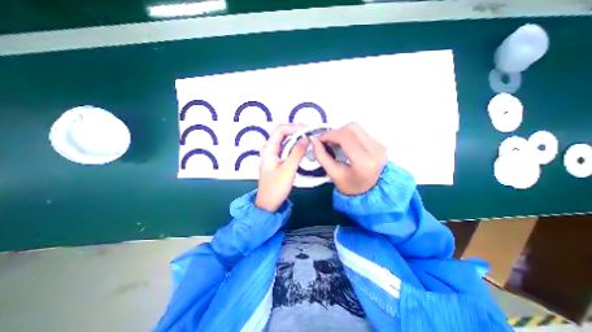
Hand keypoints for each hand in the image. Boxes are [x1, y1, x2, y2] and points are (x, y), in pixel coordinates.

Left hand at [256, 123, 309, 210]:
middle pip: (282, 133)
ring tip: (309, 139)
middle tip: (310, 133)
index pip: (280, 130)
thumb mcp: (288, 169)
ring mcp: (273, 155)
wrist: (268, 203)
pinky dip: (295, 146)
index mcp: (268, 149)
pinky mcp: (277, 160)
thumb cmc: (276, 187)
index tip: (307, 130)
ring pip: (285, 141)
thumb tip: (306, 138)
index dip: (293, 127)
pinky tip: (303, 148)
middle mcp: (269, 149)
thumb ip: (297, 153)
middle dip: (296, 131)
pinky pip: (286, 149)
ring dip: (296, 138)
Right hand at [310, 124, 388, 195]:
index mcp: (364, 162)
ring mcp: (380, 146)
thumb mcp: (333, 174)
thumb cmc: (350, 185)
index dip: (329, 135)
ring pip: (356, 128)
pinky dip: (348, 135)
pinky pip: (361, 132)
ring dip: (341, 133)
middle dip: (335, 132)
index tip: (319, 140)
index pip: (346, 137)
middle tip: (327, 142)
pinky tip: (344, 144)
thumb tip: (313, 139)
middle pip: (352, 128)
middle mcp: (376, 151)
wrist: (370, 192)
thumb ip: (321, 156)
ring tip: (334, 143)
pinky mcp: (379, 144)